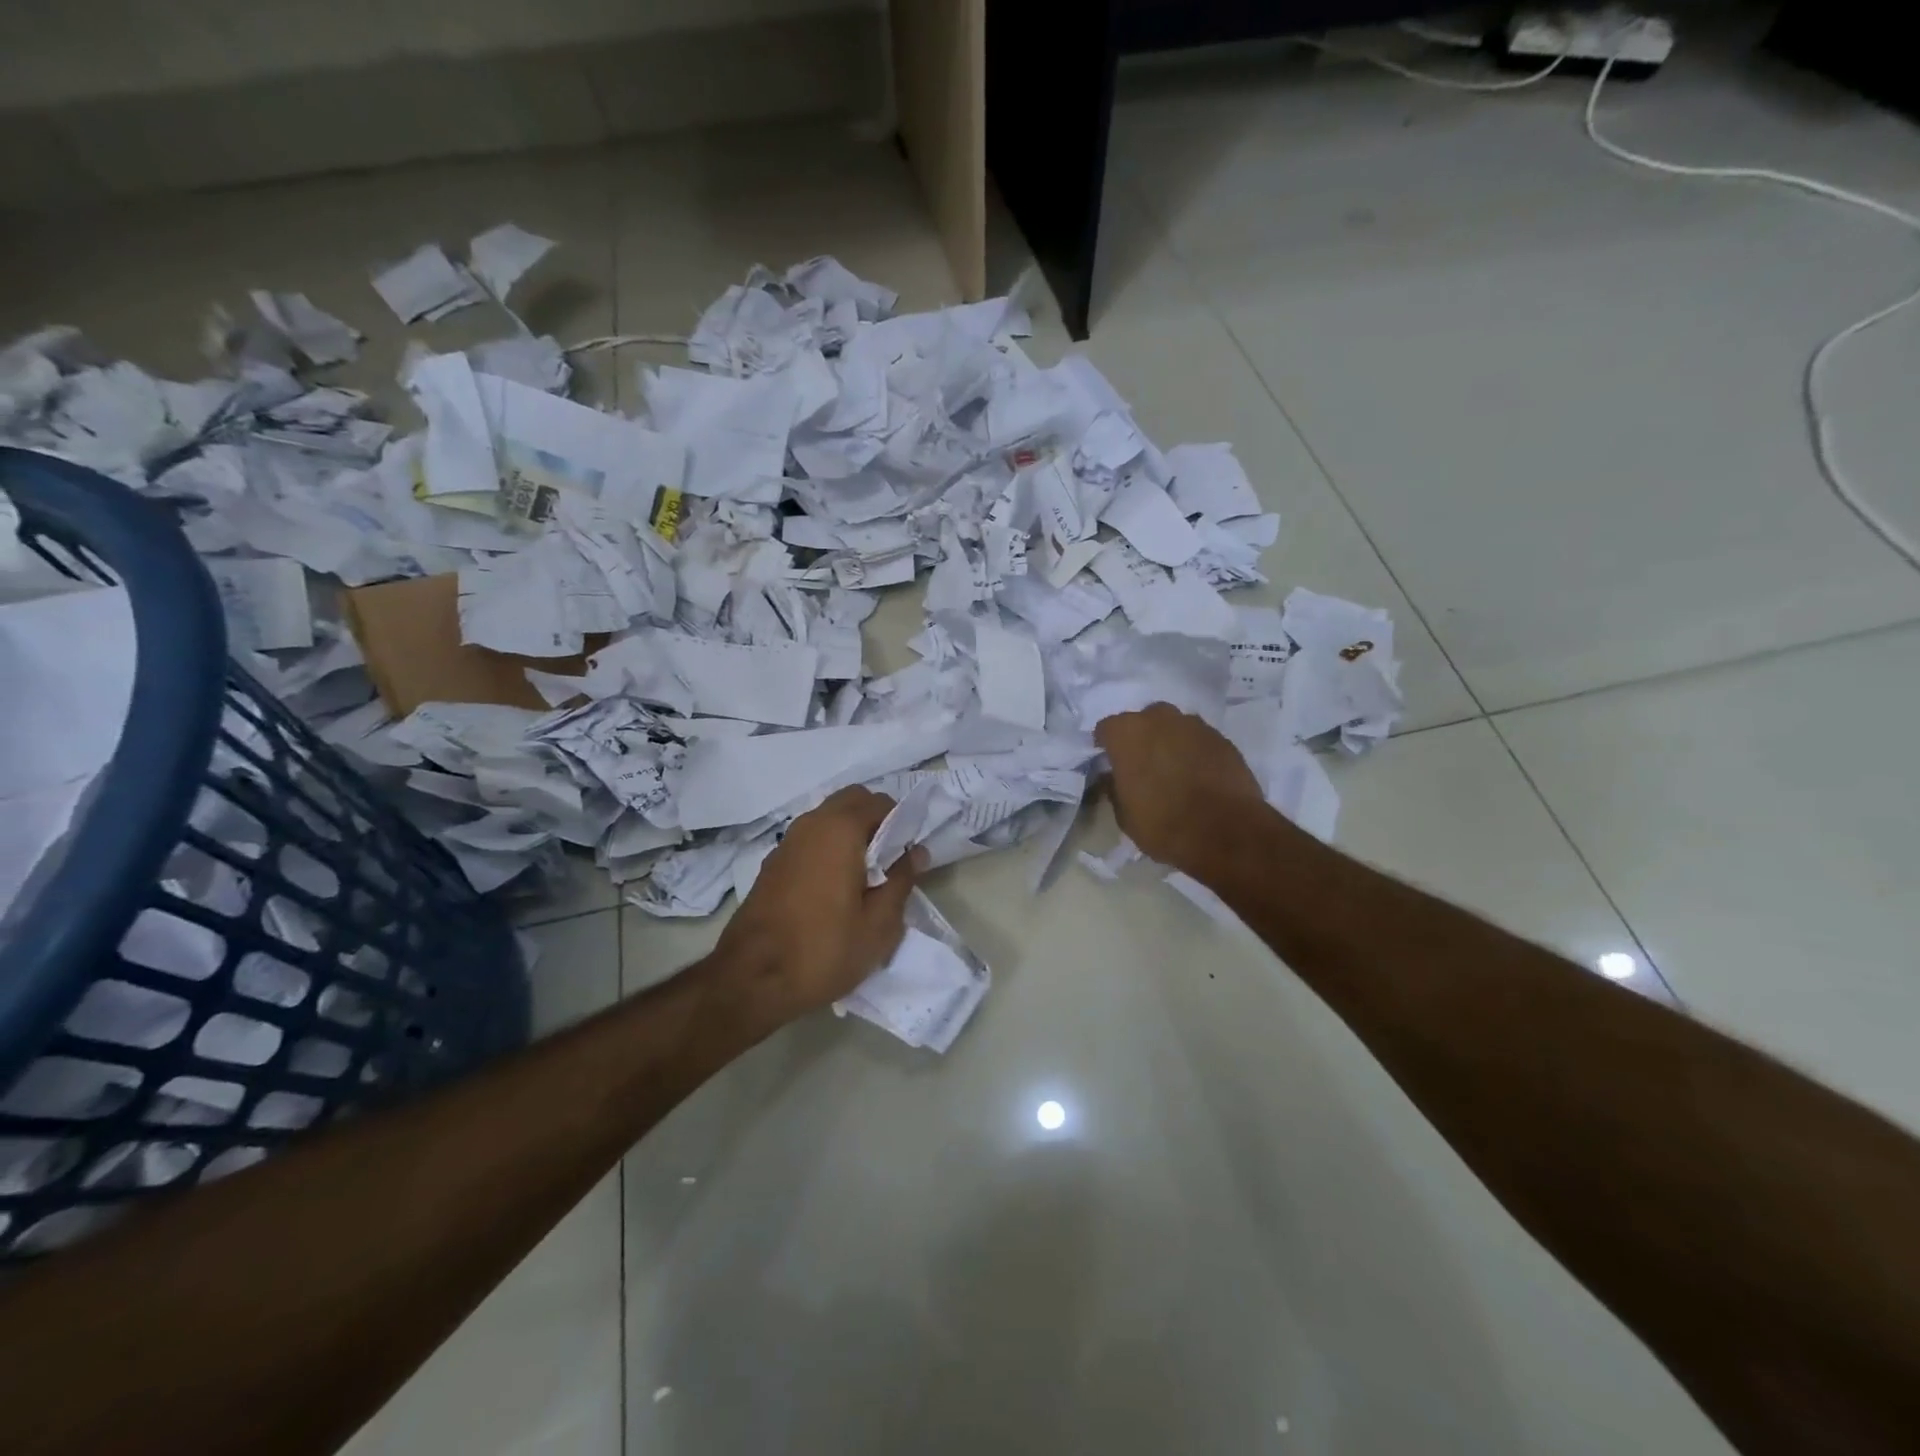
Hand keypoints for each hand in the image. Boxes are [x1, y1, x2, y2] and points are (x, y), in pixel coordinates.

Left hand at [711, 786, 924, 1029]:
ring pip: (828, 818)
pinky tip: (835, 888)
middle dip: (875, 820)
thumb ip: (902, 880)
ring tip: (865, 878)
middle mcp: (811, 824)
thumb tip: (915, 852)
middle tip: (889, 861)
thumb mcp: (879, 925)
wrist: (750, 981)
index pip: (881, 802)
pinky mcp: (772, 864)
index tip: (909, 855)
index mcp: (840, 830)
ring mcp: (786, 842)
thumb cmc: (823, 950)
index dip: (902, 823)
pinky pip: (810, 839)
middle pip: (851, 801)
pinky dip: (829, 848)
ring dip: (851, 834)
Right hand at [1094, 704, 1267, 874]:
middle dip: (1142, 738)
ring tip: (1174, 770)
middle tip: (1143, 765)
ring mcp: (1195, 726)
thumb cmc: (1163, 824)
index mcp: (1127, 733)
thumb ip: (1115, 787)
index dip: (1107, 746)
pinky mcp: (1223, 739)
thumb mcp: (1124, 815)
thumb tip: (1113, 777)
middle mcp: (1159, 719)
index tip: (1110, 764)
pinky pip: (1200, 740)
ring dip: (1170, 742)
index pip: (1107, 729)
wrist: (1225, 832)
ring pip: (1175, 727)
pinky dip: (1195, 752)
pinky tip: (1199, 776)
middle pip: (1144, 720)